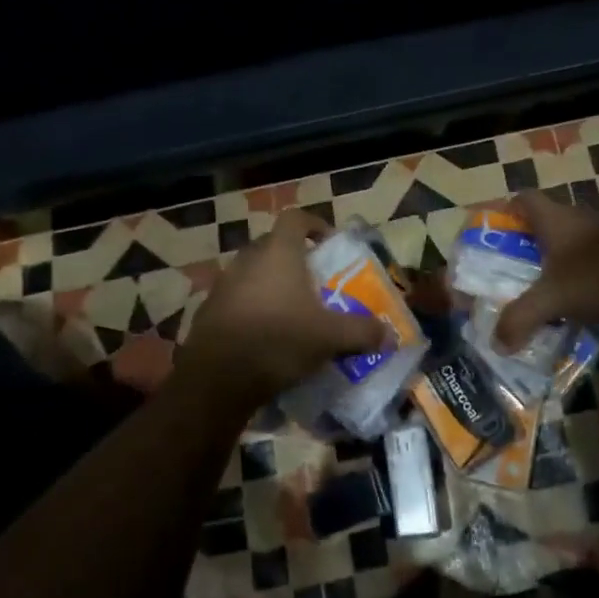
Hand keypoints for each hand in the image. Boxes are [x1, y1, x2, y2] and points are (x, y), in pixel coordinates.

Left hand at [177, 210, 387, 405]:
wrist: (217, 378)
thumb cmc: (279, 341)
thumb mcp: (330, 337)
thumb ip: (362, 332)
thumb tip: (390, 335)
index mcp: (278, 252)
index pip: (295, 218)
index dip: (314, 224)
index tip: (328, 243)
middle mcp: (247, 259)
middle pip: (272, 245)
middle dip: (294, 259)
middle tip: (314, 282)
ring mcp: (223, 284)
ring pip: (252, 274)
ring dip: (271, 285)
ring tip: (291, 312)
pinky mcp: (208, 311)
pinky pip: (236, 300)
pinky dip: (251, 309)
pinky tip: (264, 336)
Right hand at [493, 190, 598, 348]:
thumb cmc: (597, 275)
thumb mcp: (552, 299)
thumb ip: (521, 318)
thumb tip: (498, 343)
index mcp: (556, 219)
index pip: (525, 199)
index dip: (509, 210)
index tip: (499, 231)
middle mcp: (583, 218)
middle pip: (553, 221)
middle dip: (537, 243)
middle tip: (524, 268)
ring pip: (581, 240)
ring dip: (569, 259)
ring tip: (557, 287)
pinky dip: (594, 273)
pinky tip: (592, 298)